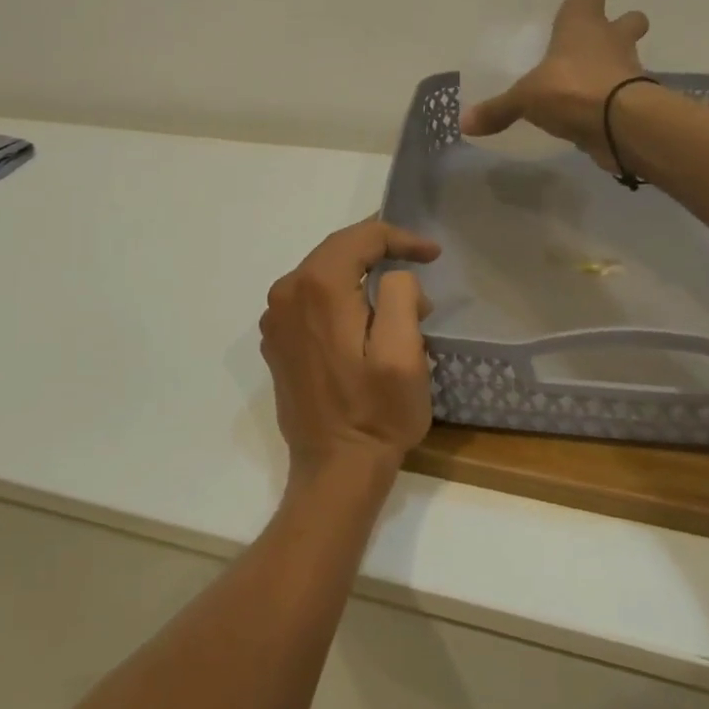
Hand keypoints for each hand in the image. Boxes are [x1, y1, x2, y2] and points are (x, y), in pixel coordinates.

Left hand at [259, 220, 441, 483]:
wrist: (335, 470)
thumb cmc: (376, 413)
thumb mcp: (403, 352)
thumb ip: (399, 294)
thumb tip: (393, 277)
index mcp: (317, 288)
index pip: (360, 237)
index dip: (400, 238)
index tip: (432, 254)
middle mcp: (286, 293)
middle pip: (337, 250)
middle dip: (380, 251)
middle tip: (419, 263)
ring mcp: (275, 319)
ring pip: (322, 273)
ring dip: (360, 274)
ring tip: (398, 294)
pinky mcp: (276, 341)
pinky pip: (309, 299)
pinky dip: (338, 296)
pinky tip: (363, 316)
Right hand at [460, 0, 650, 165]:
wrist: (622, 124)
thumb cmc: (571, 89)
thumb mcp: (525, 99)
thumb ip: (498, 109)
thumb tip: (465, 122)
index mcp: (582, 23)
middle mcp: (611, 39)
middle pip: (629, 18)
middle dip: (619, 24)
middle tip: (595, 41)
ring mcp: (630, 68)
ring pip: (629, 56)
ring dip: (616, 64)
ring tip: (590, 81)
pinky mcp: (638, 99)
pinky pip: (625, 92)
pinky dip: (613, 99)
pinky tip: (594, 112)